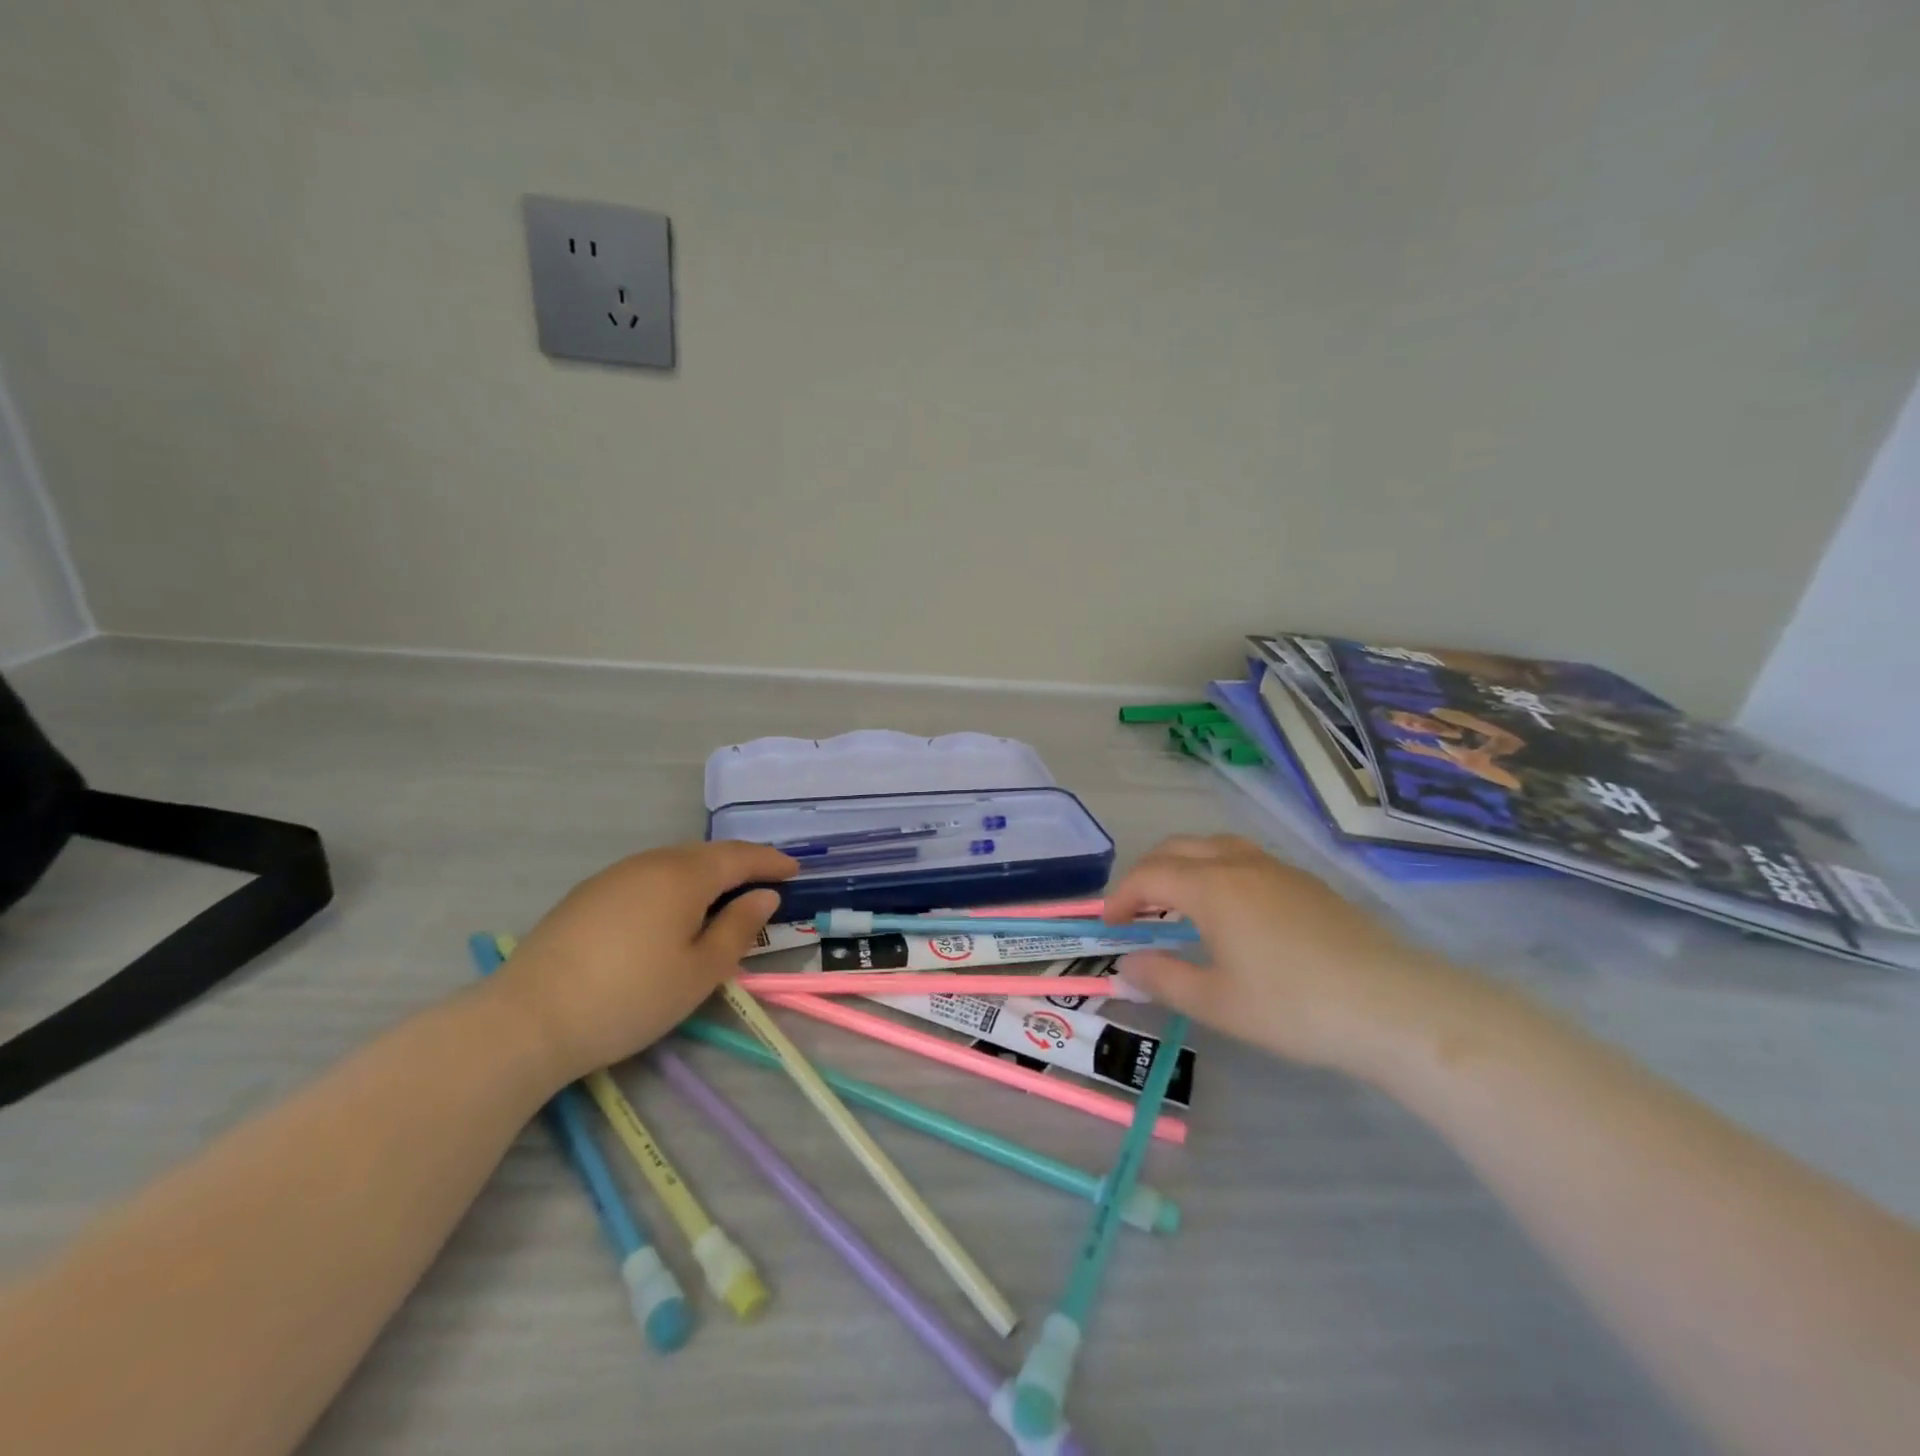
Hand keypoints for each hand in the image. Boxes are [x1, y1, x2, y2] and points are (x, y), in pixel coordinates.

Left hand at [488, 841, 796, 1083]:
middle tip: (764, 881)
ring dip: (705, 873)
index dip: (771, 861)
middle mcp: (650, 862)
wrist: (527, 1019)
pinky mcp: (587, 895)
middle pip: (706, 854)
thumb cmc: (630, 997)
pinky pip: (647, 876)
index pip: (740, 856)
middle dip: (740, 863)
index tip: (795, 869)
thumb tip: (764, 896)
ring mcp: (614, 876)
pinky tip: (670, 910)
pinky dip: (674, 884)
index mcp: (684, 875)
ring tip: (723, 895)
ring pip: (673, 863)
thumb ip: (738, 929)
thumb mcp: (700, 972)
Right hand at [1106, 835, 1475, 1076]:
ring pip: (1215, 846)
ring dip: (1185, 865)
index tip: (1109, 926)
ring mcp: (1279, 869)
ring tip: (1180, 902)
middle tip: (1137, 909)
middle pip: (1179, 848)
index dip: (1122, 896)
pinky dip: (1218, 871)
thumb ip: (1164, 978)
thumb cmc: (1293, 1006)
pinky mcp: (1308, 883)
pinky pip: (1246, 859)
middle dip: (1148, 872)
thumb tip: (1127, 964)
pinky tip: (1232, 911)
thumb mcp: (1217, 1002)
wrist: (1392, 1006)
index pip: (1150, 875)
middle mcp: (1240, 864)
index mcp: (1212, 886)